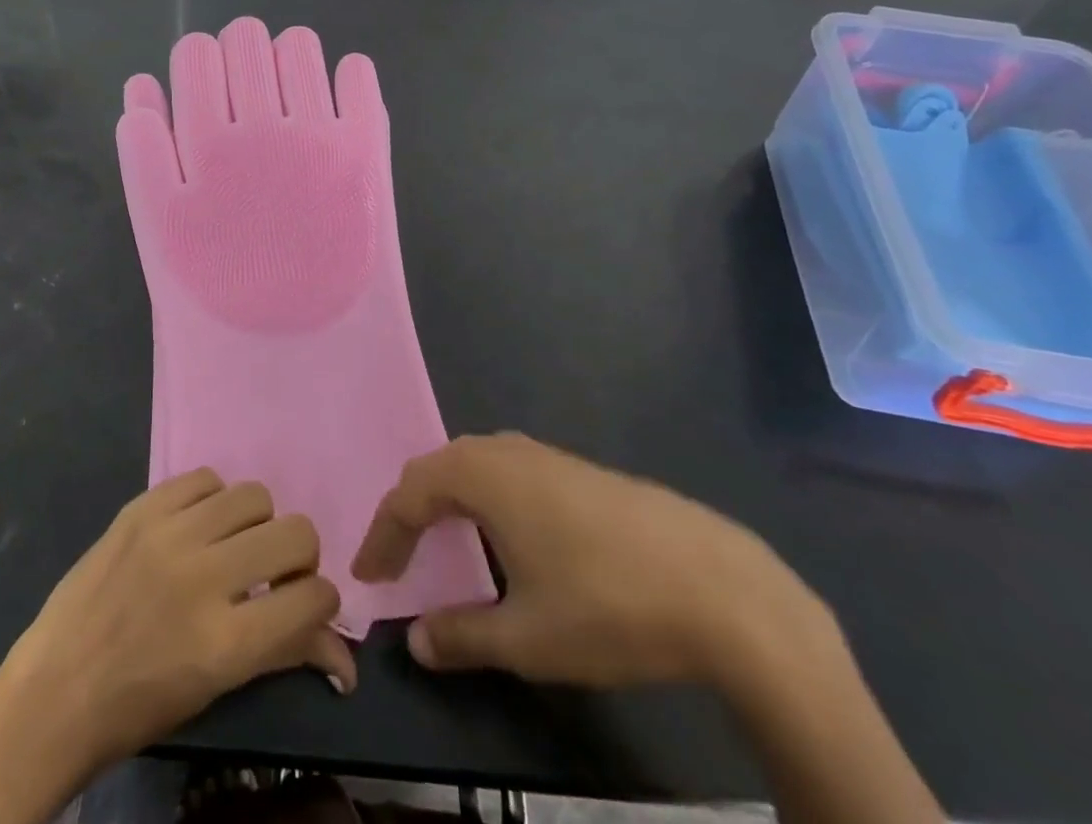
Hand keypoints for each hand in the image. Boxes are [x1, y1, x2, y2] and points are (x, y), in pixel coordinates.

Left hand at [0, 468, 353, 769]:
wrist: (54, 691)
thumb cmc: (139, 706)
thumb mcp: (218, 688)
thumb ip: (284, 655)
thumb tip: (347, 657)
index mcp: (226, 642)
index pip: (313, 597)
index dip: (323, 601)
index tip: (307, 604)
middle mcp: (204, 577)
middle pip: (295, 533)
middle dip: (298, 556)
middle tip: (274, 573)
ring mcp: (170, 534)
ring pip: (254, 495)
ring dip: (256, 523)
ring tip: (233, 545)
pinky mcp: (142, 508)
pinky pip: (205, 477)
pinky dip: (213, 499)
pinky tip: (197, 525)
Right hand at [352, 433, 832, 690]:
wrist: (722, 589)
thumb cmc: (607, 606)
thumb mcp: (526, 638)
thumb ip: (462, 636)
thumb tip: (416, 640)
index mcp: (482, 475)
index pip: (409, 494)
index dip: (383, 535)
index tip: (369, 577)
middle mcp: (507, 451)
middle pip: (439, 468)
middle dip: (412, 511)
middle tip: (399, 555)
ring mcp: (548, 455)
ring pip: (477, 465)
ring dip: (450, 501)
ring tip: (443, 543)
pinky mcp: (581, 470)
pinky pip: (510, 473)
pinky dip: (487, 499)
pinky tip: (508, 538)